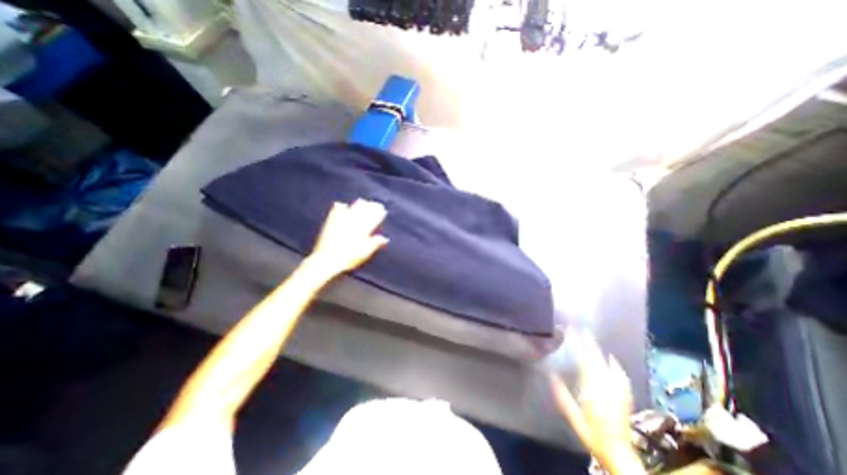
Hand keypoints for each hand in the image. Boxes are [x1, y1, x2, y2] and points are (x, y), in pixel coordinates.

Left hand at [309, 199, 389, 276]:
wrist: (327, 260)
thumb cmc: (348, 258)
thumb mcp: (364, 253)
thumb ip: (374, 244)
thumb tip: (384, 238)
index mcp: (362, 231)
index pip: (372, 220)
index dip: (378, 214)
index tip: (382, 209)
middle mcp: (352, 224)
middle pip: (362, 213)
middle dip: (369, 208)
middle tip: (375, 203)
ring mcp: (340, 223)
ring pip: (351, 211)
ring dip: (357, 205)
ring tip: (362, 201)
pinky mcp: (330, 225)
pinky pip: (335, 213)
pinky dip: (339, 208)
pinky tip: (340, 204)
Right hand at [550, 331, 641, 474]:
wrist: (619, 453)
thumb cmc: (592, 434)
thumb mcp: (573, 416)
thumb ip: (562, 396)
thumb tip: (550, 375)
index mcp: (592, 389)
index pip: (585, 361)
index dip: (581, 345)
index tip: (574, 333)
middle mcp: (606, 386)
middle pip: (598, 360)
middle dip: (591, 344)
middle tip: (583, 331)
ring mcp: (618, 391)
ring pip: (608, 365)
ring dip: (600, 352)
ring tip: (593, 341)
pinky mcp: (625, 397)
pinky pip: (621, 376)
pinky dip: (616, 365)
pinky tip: (613, 360)